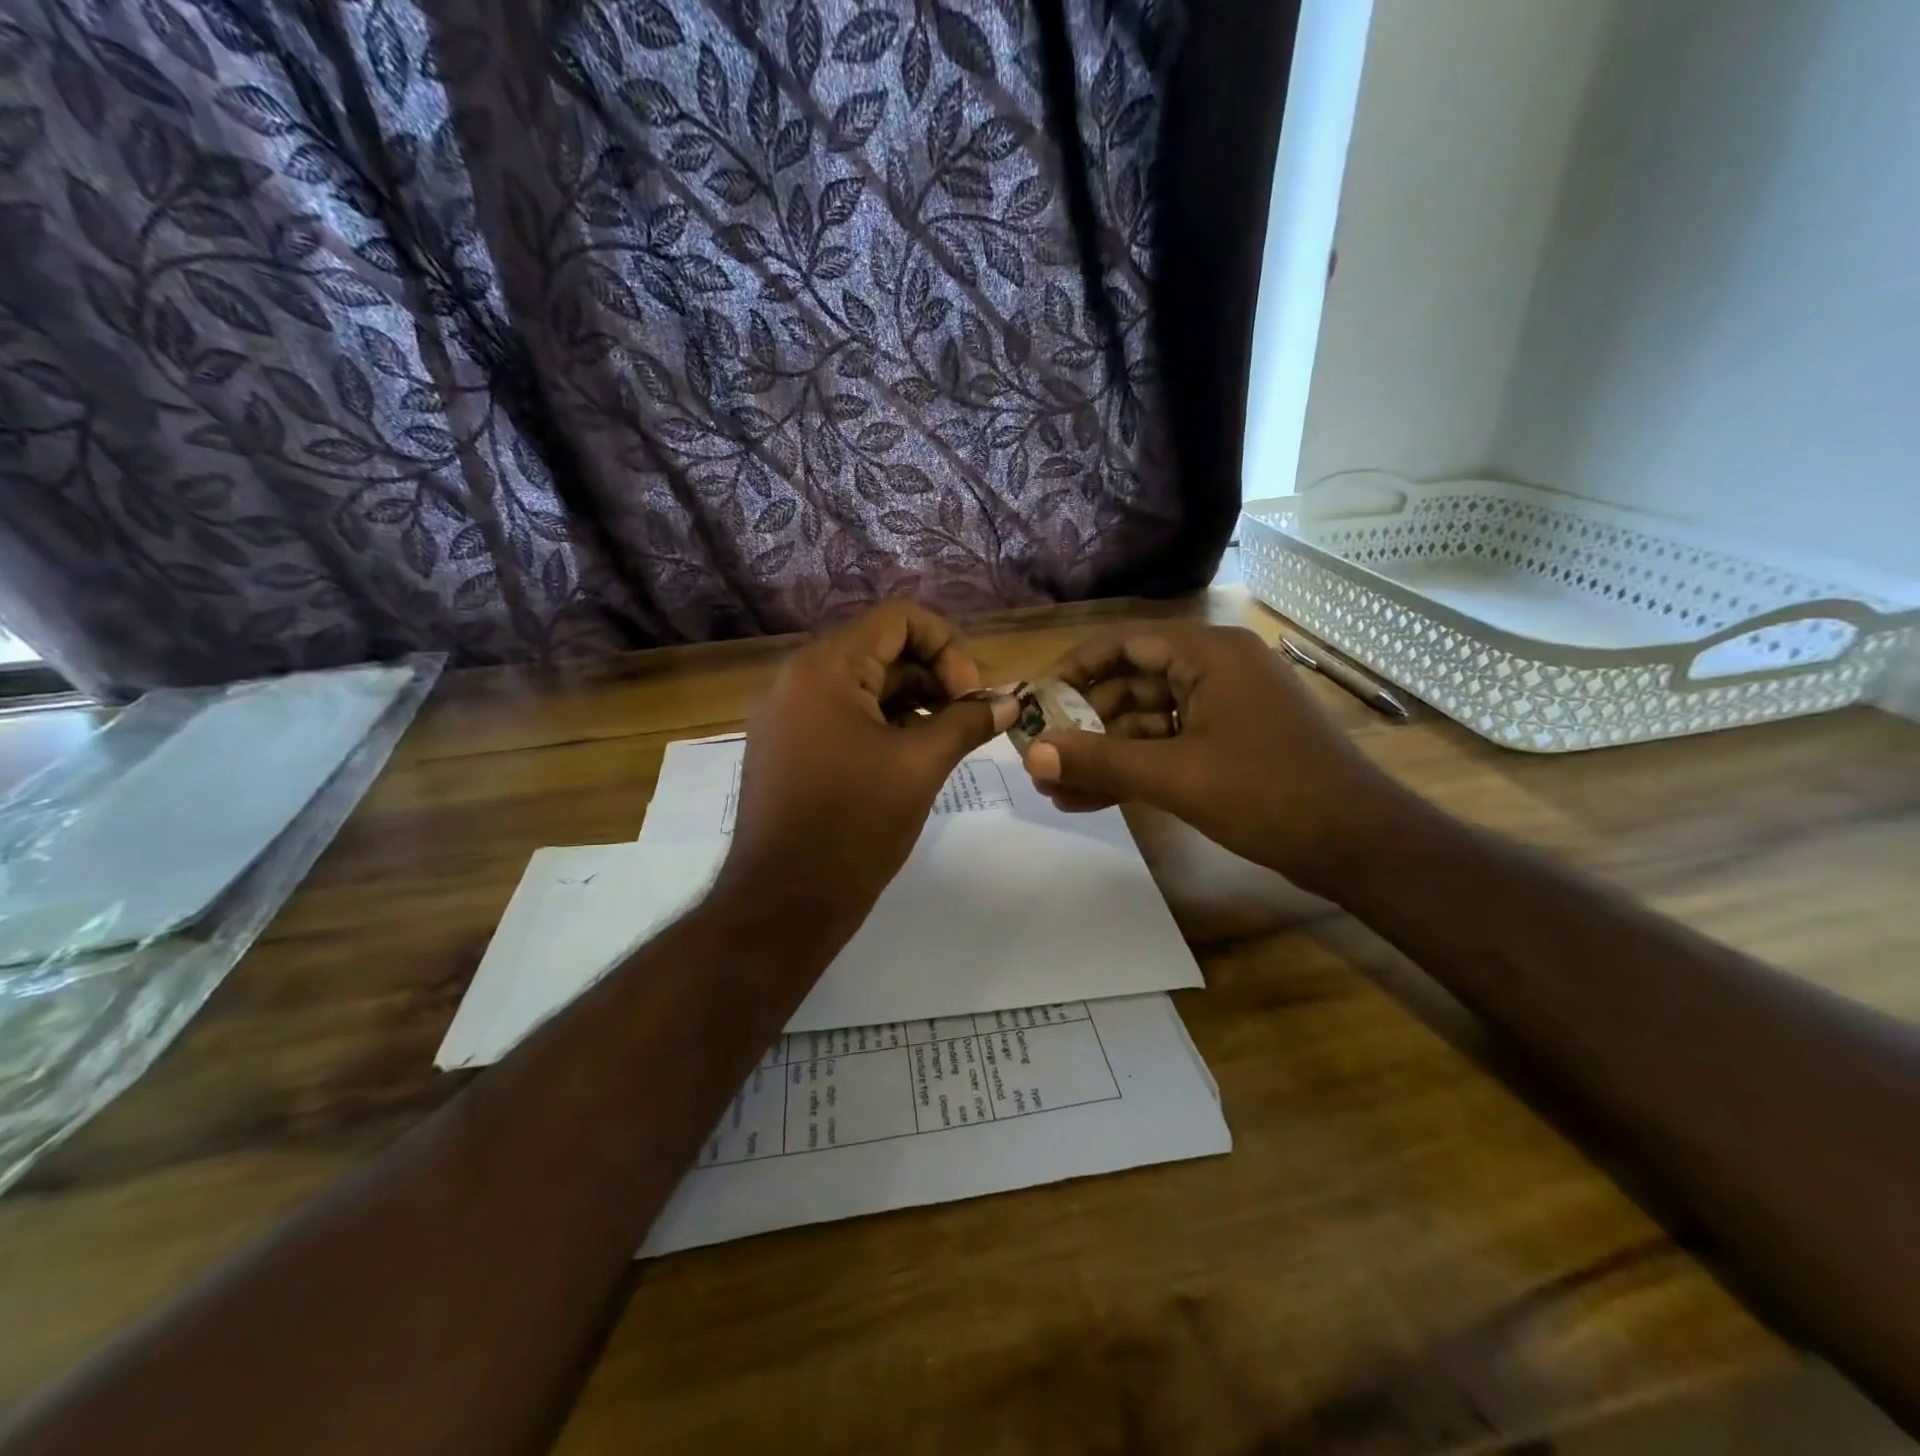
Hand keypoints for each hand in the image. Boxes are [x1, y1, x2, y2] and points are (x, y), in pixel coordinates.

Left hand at [717, 603, 1015, 936]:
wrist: (784, 903)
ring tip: (951, 740)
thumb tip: (1007, 702)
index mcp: (825, 668)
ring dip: (915, 704)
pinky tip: (916, 756)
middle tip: (973, 720)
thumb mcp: (920, 766)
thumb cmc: (853, 827)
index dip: (948, 648)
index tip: (972, 697)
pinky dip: (886, 726)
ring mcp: (789, 714)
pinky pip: (845, 716)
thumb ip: (966, 722)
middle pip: (883, 651)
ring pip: (866, 686)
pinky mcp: (789, 746)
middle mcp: (799, 678)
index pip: (900, 620)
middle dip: (936, 678)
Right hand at [1020, 624, 1397, 893]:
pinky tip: (1094, 798)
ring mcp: (1226, 706)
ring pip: (1147, 720)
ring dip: (1105, 753)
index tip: (1035, 701)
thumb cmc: (1269, 795)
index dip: (1073, 669)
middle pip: (1132, 683)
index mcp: (1210, 654)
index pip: (1124, 642)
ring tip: (1058, 791)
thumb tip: (1031, 757)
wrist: (1361, 845)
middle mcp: (1216, 668)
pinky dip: (1136, 767)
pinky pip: (1170, 744)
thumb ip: (1099, 761)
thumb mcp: (1176, 776)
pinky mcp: (1230, 741)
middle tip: (1043, 758)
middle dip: (1085, 724)